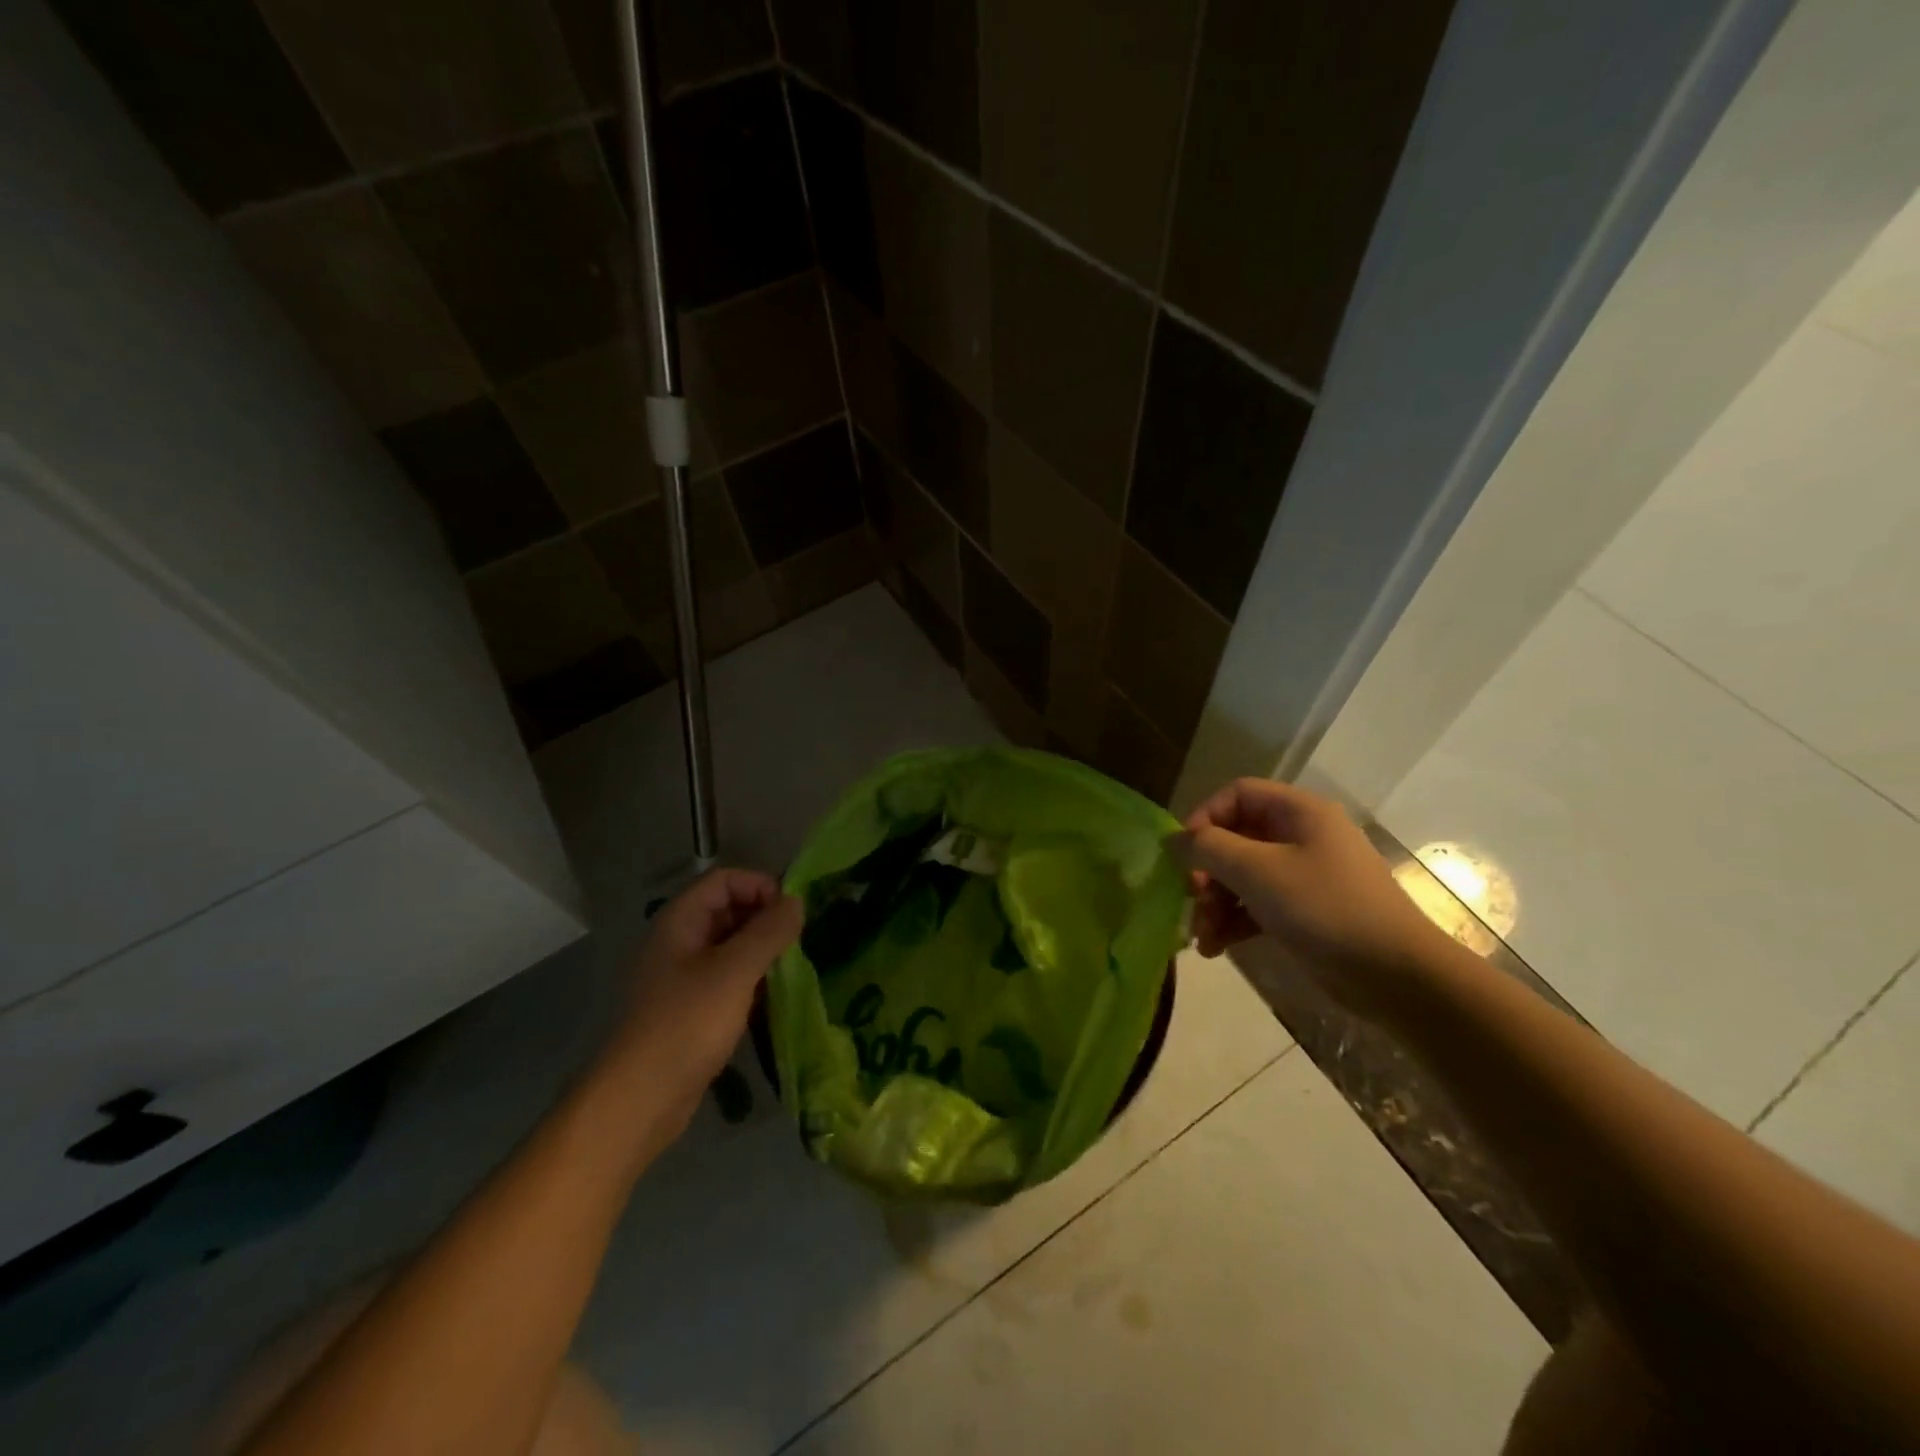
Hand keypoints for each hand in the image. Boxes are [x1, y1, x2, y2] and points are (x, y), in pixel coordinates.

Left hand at [593, 868, 802, 1142]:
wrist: (642, 1097)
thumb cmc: (688, 1022)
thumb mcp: (736, 970)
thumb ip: (770, 931)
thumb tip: (797, 901)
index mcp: (681, 920)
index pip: (726, 880)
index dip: (761, 886)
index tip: (792, 914)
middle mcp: (680, 940)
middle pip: (729, 908)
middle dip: (765, 918)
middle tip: (797, 942)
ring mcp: (684, 975)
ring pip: (731, 945)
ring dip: (762, 950)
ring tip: (791, 968)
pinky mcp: (692, 1006)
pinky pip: (729, 977)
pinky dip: (753, 978)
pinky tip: (773, 997)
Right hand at [1171, 778, 1443, 1013]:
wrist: (1396, 976)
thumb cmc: (1324, 908)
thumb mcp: (1258, 872)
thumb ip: (1209, 848)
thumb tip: (1173, 840)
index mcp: (1298, 813)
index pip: (1237, 795)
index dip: (1205, 818)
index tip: (1185, 854)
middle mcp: (1300, 837)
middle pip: (1235, 838)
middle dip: (1207, 871)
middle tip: (1191, 898)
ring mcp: (1303, 876)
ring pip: (1242, 876)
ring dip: (1214, 903)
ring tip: (1202, 936)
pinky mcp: (1303, 912)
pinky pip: (1256, 905)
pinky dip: (1233, 922)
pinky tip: (1215, 949)